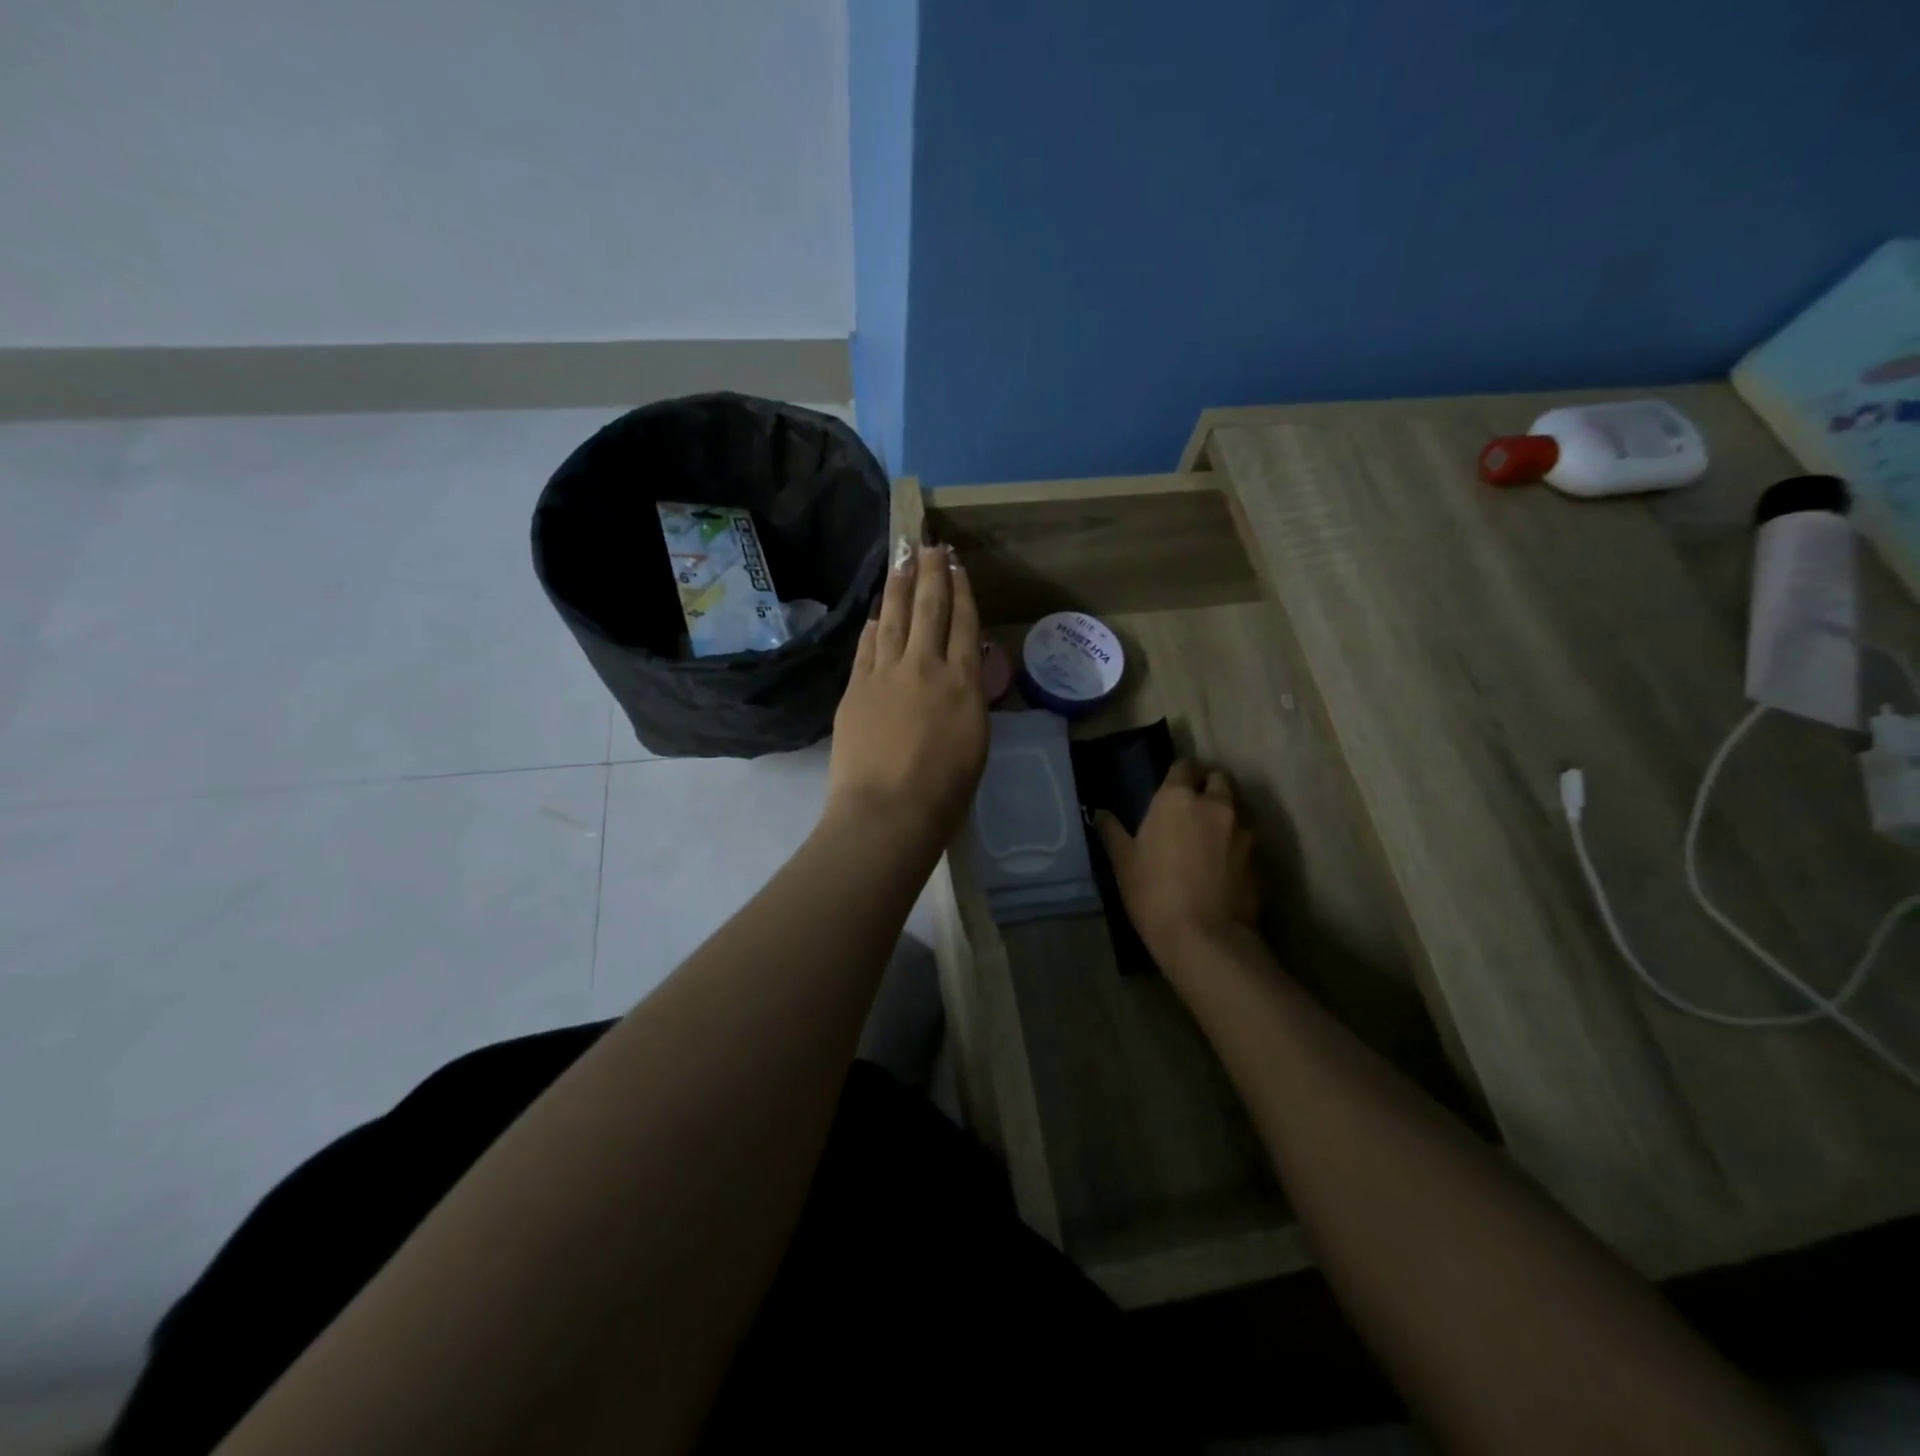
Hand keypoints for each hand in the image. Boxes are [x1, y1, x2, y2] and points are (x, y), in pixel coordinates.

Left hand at [826, 542, 987, 851]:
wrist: (888, 812)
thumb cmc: (945, 792)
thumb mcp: (976, 742)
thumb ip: (968, 701)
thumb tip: (959, 674)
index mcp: (964, 683)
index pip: (964, 623)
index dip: (961, 590)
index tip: (957, 566)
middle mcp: (926, 667)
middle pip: (930, 608)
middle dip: (931, 573)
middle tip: (931, 546)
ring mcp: (887, 674)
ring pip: (896, 618)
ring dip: (900, 586)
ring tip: (903, 560)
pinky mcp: (856, 687)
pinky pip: (868, 646)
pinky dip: (875, 625)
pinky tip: (878, 612)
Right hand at [1095, 761, 1260, 985]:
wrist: (1205, 938)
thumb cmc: (1154, 893)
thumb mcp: (1123, 863)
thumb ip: (1112, 832)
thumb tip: (1098, 813)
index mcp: (1177, 798)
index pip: (1184, 766)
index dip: (1179, 774)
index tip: (1170, 788)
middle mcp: (1215, 804)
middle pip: (1218, 780)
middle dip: (1207, 787)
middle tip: (1191, 809)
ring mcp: (1243, 831)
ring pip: (1236, 809)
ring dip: (1224, 815)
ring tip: (1208, 839)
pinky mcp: (1260, 858)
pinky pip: (1246, 839)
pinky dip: (1235, 843)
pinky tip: (1222, 865)